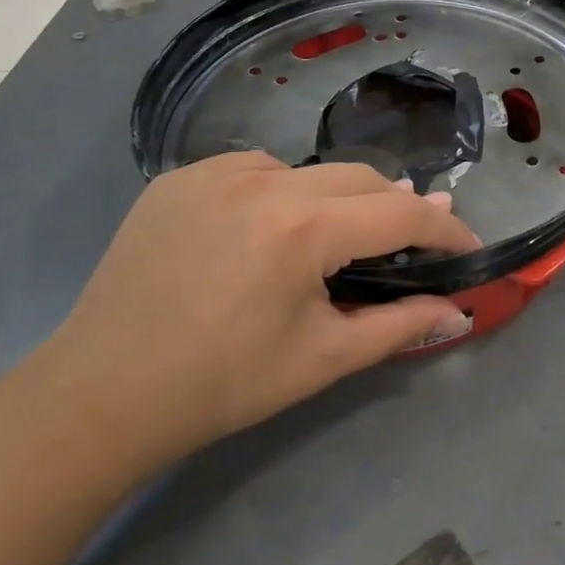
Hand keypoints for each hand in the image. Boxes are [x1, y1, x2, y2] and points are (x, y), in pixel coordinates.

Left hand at [23, 154, 478, 474]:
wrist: (98, 396)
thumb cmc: (221, 385)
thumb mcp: (321, 359)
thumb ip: (399, 326)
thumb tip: (459, 313)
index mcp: (303, 229)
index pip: (400, 211)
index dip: (443, 229)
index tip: (466, 245)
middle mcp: (265, 181)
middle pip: (360, 178)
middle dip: (393, 208)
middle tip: (406, 245)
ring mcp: (216, 171)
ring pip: (307, 170)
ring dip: (334, 199)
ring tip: (326, 244)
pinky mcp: (180, 176)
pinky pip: (254, 169)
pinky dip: (278, 192)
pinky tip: (263, 231)